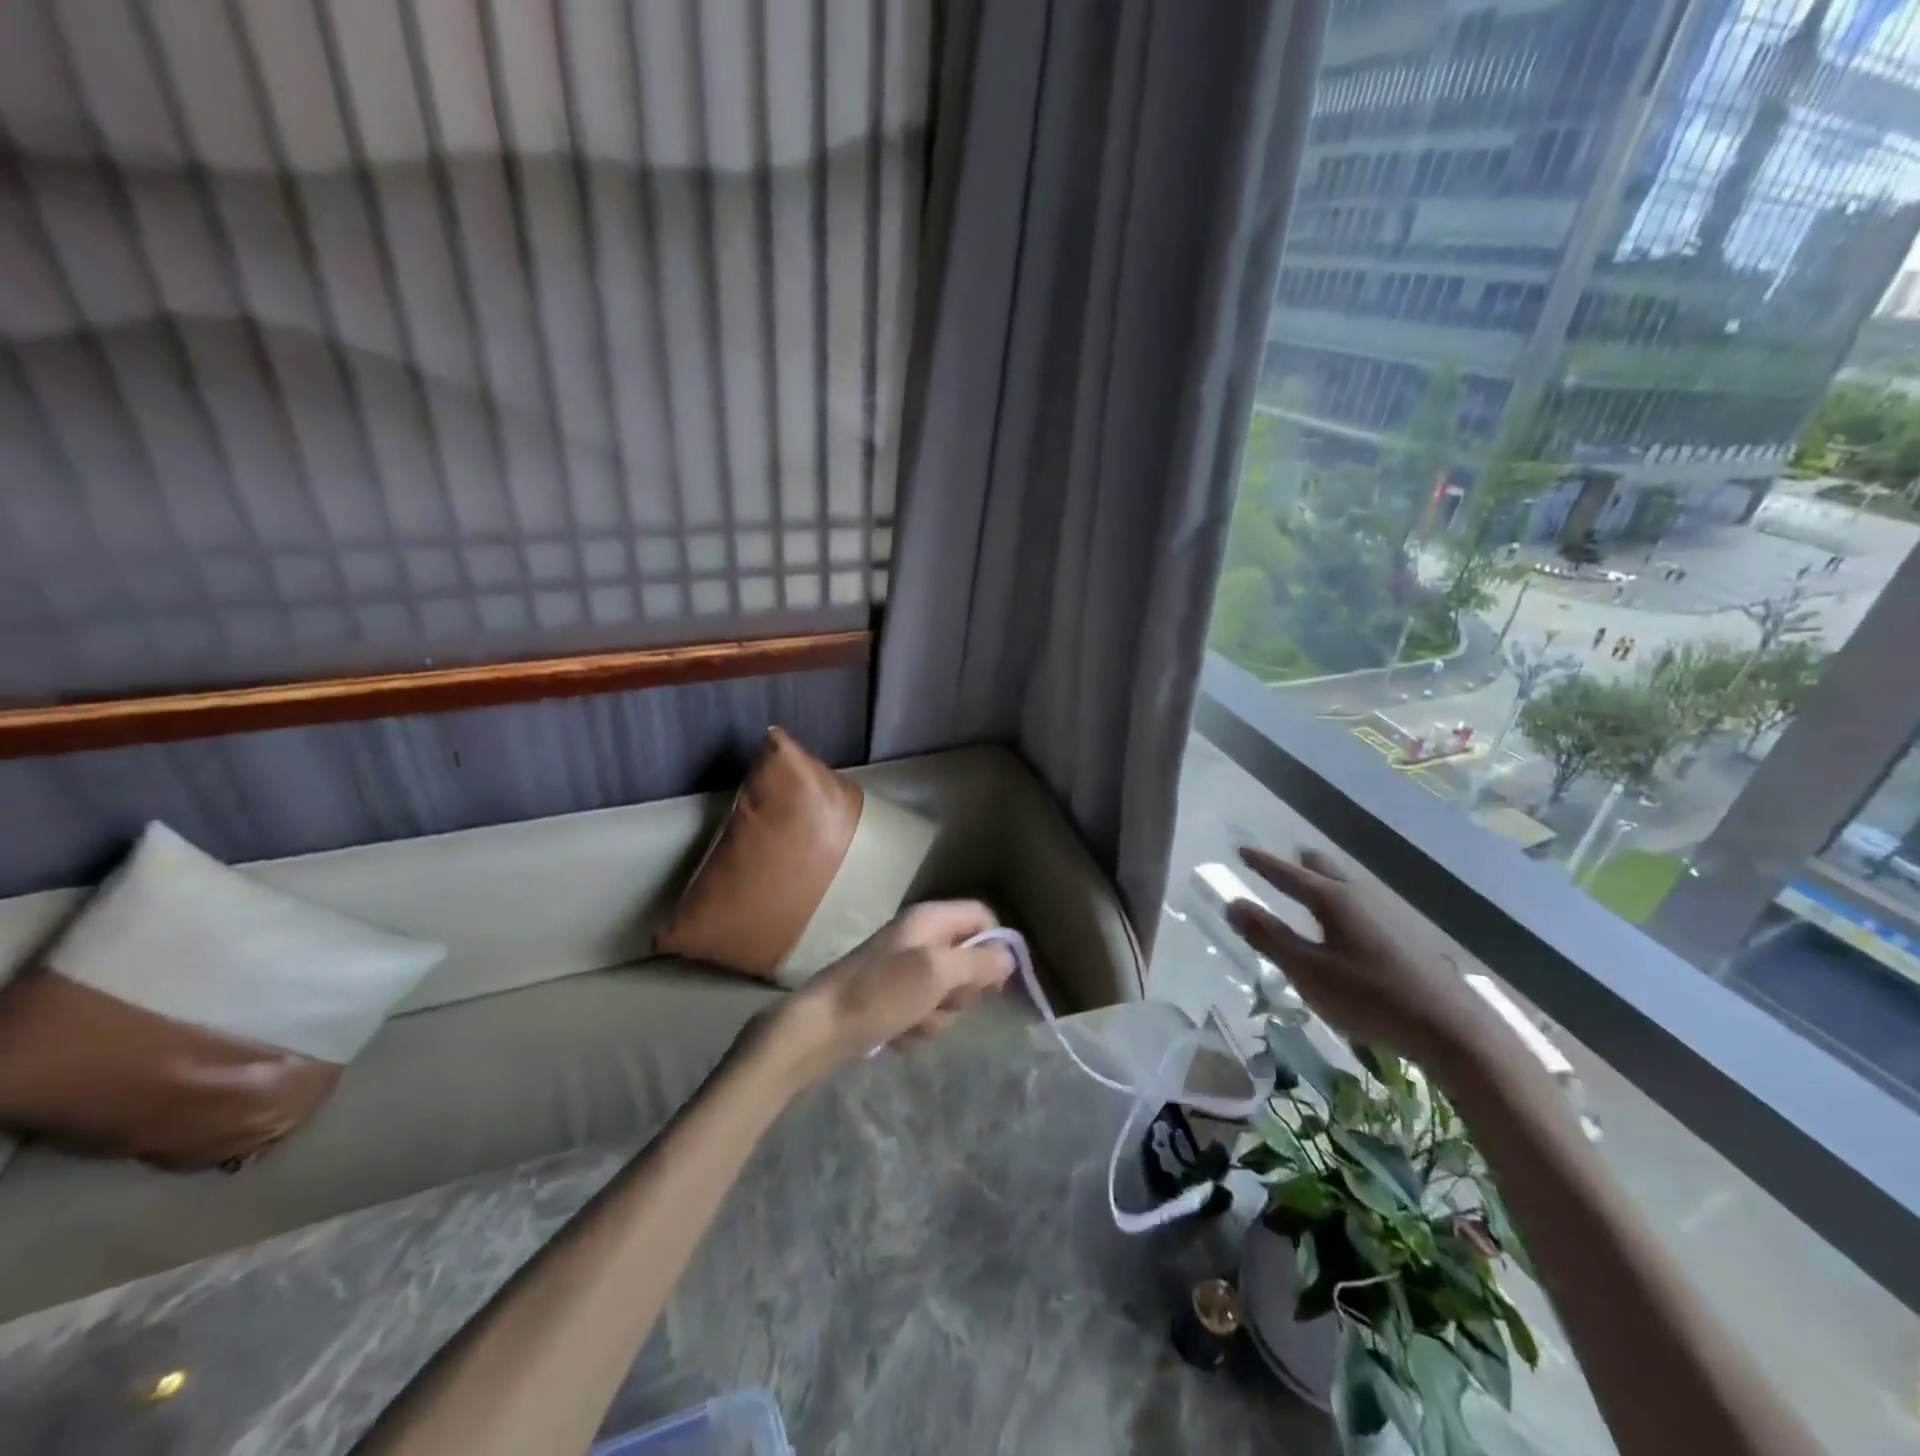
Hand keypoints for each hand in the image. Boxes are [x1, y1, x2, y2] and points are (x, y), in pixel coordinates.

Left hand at [761, 901, 1016, 1088]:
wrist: (818, 1030)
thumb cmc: (879, 993)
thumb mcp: (936, 973)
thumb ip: (977, 962)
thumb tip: (1009, 957)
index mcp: (930, 920)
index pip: (982, 918)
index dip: (995, 946)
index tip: (995, 980)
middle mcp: (921, 939)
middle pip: (970, 962)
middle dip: (960, 992)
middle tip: (939, 1000)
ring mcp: (906, 971)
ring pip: (950, 996)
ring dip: (936, 1017)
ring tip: (909, 1021)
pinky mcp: (895, 1000)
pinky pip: (926, 1015)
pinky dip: (916, 1028)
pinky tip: (895, 1033)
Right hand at [1225, 847, 1485, 1064]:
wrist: (1452, 1030)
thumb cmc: (1369, 996)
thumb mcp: (1307, 971)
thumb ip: (1269, 937)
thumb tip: (1233, 904)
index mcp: (1332, 900)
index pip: (1288, 874)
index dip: (1262, 863)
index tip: (1241, 849)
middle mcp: (1360, 898)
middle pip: (1325, 871)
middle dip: (1301, 865)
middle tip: (1286, 861)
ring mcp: (1389, 916)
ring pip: (1348, 888)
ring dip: (1325, 884)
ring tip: (1313, 889)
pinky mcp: (1406, 939)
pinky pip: (1363, 907)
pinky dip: (1344, 905)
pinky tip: (1347, 926)